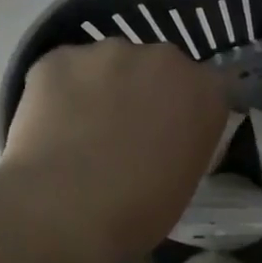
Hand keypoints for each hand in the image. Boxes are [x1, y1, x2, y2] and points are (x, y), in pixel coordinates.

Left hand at [0, 40, 227, 262]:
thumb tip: (168, 139)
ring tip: (81, 132)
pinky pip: (65, 70)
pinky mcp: (59, 57)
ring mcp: (109, 52)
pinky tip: (51, 128)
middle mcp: (164, 59)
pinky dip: (61, 92)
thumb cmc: (141, 210)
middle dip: (146, 92)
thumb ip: (186, 143)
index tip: (174, 133)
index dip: (189, 109)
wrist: (68, 210)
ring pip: (109, 65)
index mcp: (206, 91)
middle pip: (158, 68)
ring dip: (103, 88)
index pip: (210, 86)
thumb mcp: (187, 180)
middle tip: (126, 133)